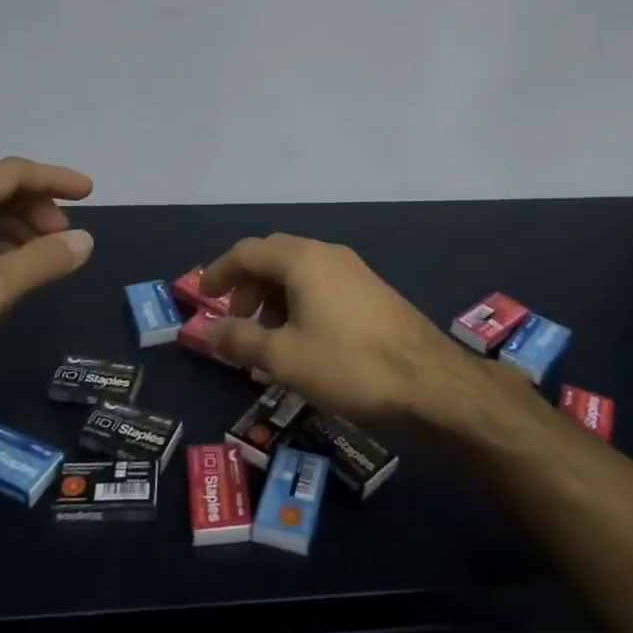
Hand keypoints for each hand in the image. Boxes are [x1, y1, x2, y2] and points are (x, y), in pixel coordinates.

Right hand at [199, 234, 481, 422]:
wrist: (429, 381)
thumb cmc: (348, 365)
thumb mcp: (284, 358)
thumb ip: (239, 341)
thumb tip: (206, 331)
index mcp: (302, 259)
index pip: (247, 251)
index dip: (219, 271)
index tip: (203, 296)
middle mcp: (327, 254)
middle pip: (273, 257)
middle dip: (248, 285)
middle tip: (237, 321)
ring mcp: (354, 270)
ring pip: (299, 272)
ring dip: (274, 296)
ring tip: (268, 338)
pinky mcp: (371, 291)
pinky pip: (322, 285)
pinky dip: (299, 302)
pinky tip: (303, 339)